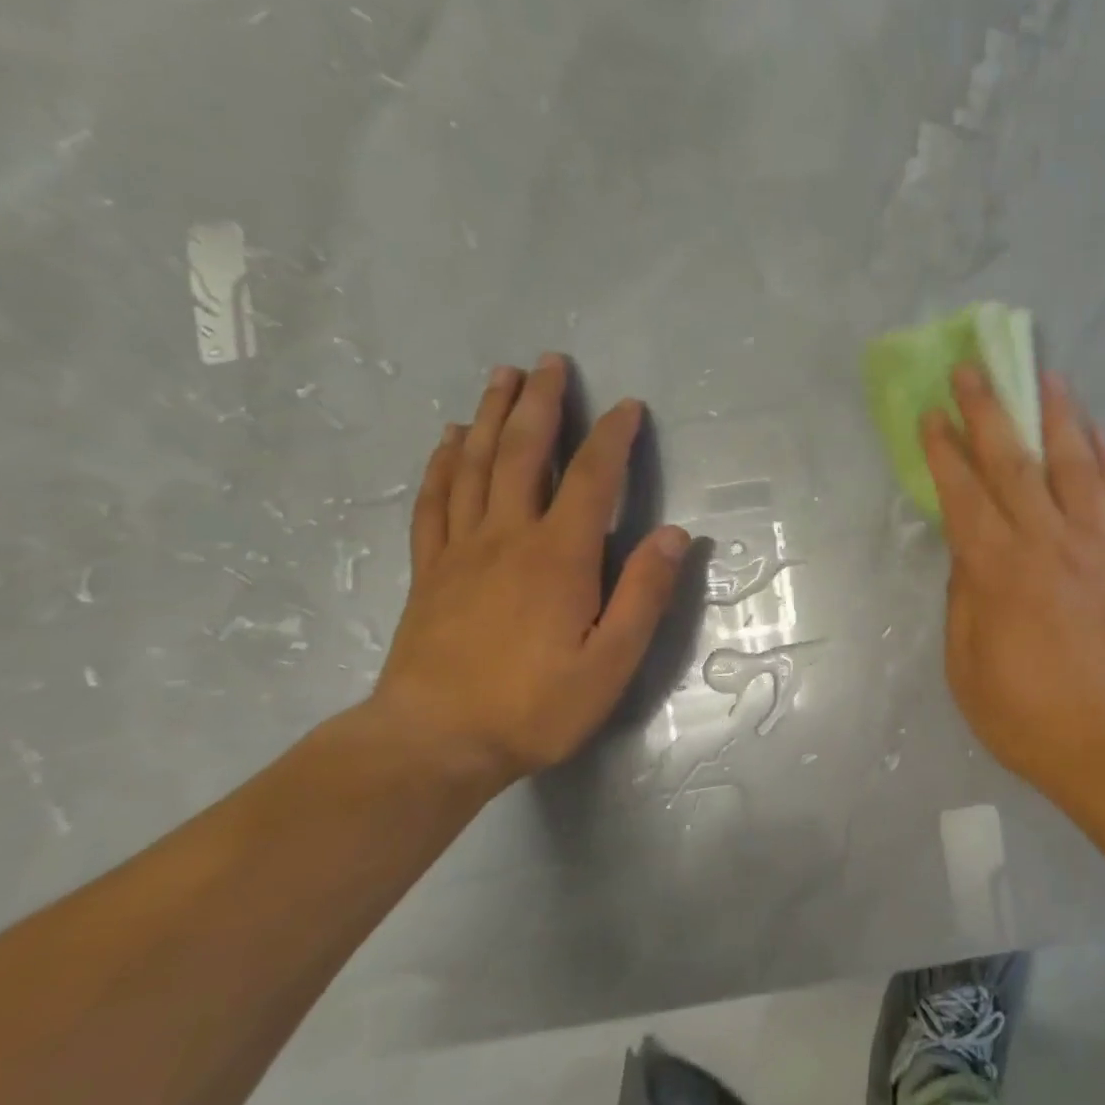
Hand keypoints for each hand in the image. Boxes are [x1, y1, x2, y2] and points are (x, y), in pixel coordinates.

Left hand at [372, 356, 689, 791]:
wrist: (434, 742)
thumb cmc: (536, 705)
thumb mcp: (612, 661)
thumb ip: (644, 593)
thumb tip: (675, 535)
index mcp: (559, 556)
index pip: (592, 479)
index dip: (613, 438)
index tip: (629, 406)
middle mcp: (508, 537)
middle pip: (523, 453)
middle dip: (541, 404)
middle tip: (550, 362)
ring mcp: (461, 550)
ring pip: (476, 465)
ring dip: (492, 416)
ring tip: (502, 377)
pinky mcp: (430, 569)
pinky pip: (435, 500)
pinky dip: (443, 462)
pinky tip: (451, 439)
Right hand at [923, 364, 1104, 806]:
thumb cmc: (1026, 714)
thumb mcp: (966, 666)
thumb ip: (964, 601)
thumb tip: (969, 557)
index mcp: (997, 569)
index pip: (963, 493)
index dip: (944, 450)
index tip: (931, 414)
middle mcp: (1047, 542)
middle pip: (1014, 462)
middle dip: (989, 411)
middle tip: (974, 369)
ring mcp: (1100, 546)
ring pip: (1076, 465)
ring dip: (1058, 417)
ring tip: (1047, 377)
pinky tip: (1101, 436)